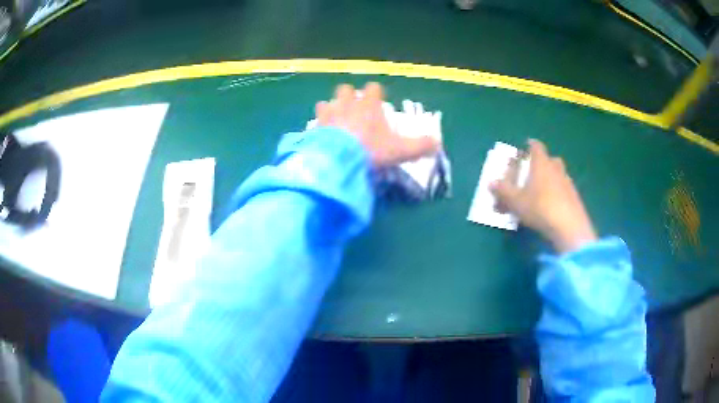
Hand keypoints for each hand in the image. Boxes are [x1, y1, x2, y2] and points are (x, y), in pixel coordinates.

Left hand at [315, 83, 439, 166]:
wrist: (339, 161)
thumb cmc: (372, 151)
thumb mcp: (400, 151)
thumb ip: (420, 146)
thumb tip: (437, 143)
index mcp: (369, 104)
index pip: (373, 88)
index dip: (376, 93)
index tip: (379, 101)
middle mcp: (347, 103)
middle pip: (346, 89)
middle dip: (349, 97)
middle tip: (354, 111)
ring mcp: (329, 114)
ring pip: (327, 103)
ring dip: (331, 109)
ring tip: (335, 123)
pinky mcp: (314, 127)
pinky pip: (315, 120)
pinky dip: (319, 125)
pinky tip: (321, 136)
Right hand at [491, 139, 596, 253]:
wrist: (569, 227)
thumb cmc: (539, 208)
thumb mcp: (515, 201)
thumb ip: (502, 191)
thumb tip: (491, 183)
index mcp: (541, 163)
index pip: (536, 146)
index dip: (530, 145)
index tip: (525, 147)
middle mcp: (556, 168)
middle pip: (550, 159)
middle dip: (542, 163)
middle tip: (533, 171)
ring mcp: (568, 182)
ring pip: (558, 175)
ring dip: (551, 179)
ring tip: (541, 192)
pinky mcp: (575, 198)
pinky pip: (564, 189)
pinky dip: (558, 193)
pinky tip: (552, 206)